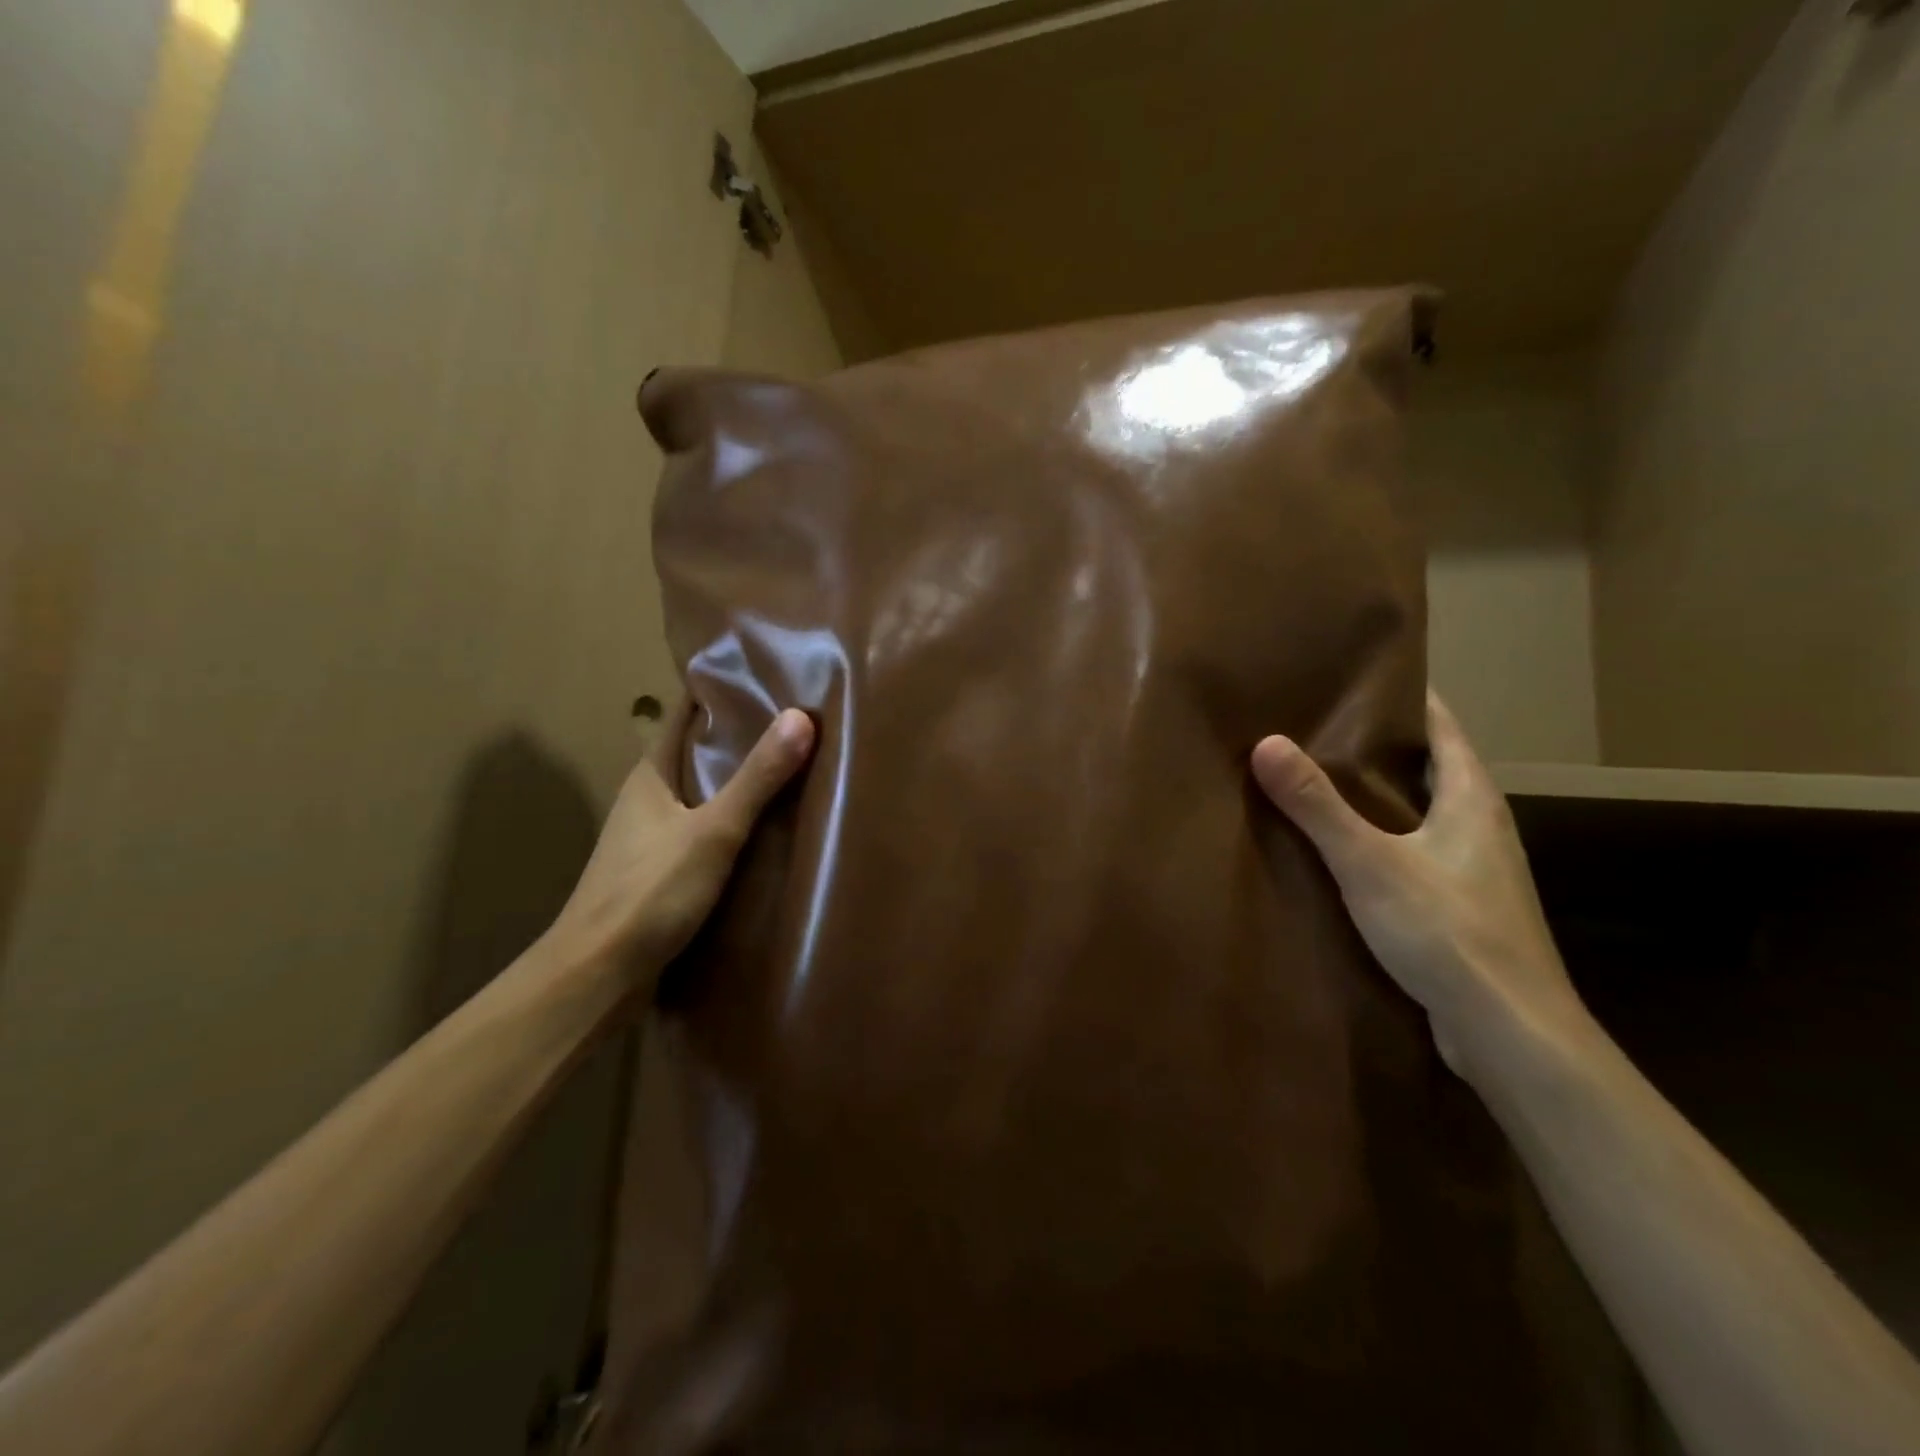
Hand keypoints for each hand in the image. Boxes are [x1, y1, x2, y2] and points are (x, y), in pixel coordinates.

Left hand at [544, 700, 814, 985]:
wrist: (596, 976)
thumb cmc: (648, 892)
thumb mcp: (713, 831)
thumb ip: (757, 779)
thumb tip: (801, 717)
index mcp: (651, 774)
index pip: (686, 713)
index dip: (720, 690)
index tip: (767, 673)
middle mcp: (649, 797)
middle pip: (698, 751)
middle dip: (741, 735)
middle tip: (797, 720)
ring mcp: (652, 836)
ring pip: (703, 792)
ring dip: (739, 780)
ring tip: (793, 768)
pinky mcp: (662, 871)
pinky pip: (705, 829)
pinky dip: (734, 820)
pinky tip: (767, 829)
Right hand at [1250, 692, 1590, 1079]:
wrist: (1510, 1034)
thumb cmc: (1448, 932)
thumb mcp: (1370, 863)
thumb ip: (1317, 806)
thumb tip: (1266, 743)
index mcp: (1472, 800)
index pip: (1442, 728)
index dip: (1404, 700)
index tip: (1355, 681)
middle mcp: (1481, 827)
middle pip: (1430, 769)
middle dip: (1379, 748)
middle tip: (1317, 728)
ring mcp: (1474, 871)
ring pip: (1421, 815)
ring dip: (1378, 797)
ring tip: (1318, 783)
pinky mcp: (1460, 909)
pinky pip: (1415, 854)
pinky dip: (1380, 840)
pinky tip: (1340, 852)